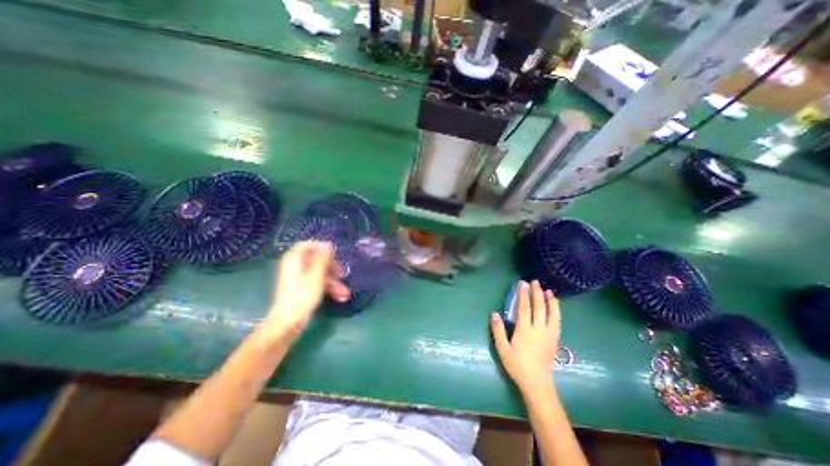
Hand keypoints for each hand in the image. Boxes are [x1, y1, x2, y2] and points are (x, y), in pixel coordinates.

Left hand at [265, 243, 349, 340]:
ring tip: (345, 293)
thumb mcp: (316, 275)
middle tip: (343, 273)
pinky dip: (329, 288)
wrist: (289, 322)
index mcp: (295, 259)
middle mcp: (296, 266)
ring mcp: (300, 278)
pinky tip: (340, 297)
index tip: (334, 254)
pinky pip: (318, 283)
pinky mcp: (303, 289)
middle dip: (333, 268)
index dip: (322, 247)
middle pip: (318, 260)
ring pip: (321, 273)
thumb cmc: (302, 296)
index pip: (308, 245)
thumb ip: (323, 258)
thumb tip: (328, 244)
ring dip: (334, 281)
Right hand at [488, 281, 560, 396]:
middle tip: (535, 282)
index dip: (523, 294)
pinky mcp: (555, 339)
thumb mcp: (503, 349)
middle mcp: (539, 330)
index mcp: (525, 331)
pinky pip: (557, 321)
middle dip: (537, 293)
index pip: (524, 308)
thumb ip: (498, 330)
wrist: (538, 383)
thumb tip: (494, 313)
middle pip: (539, 307)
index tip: (522, 283)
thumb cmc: (517, 366)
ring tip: (548, 291)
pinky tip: (555, 306)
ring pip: (552, 314)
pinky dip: (557, 311)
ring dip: (550, 301)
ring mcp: (549, 334)